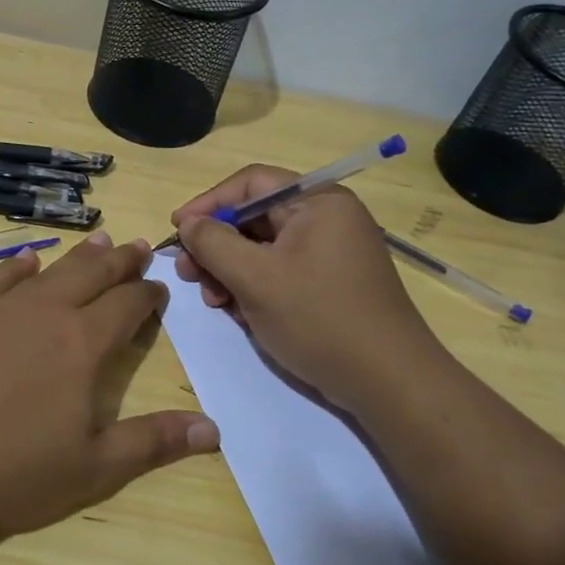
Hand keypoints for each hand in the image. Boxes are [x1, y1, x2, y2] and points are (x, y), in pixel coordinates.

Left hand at [0, 231, 217, 535]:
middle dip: (121, 260)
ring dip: (79, 255)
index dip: (149, 294)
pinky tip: (27, 260)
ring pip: (51, 269)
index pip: (128, 305)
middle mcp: (46, 312)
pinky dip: (19, 265)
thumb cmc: (9, 471)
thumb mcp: (92, 468)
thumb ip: (153, 443)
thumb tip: (214, 429)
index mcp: (83, 343)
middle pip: (93, 274)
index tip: (160, 287)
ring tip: (100, 240)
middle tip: (139, 245)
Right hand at [171, 166, 440, 413]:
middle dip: (216, 245)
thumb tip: (189, 223)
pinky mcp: (330, 284)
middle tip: (187, 274)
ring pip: (263, 249)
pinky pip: (280, 272)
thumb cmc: (319, 319)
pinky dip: (254, 287)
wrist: (388, 382)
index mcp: (317, 202)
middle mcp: (327, 219)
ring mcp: (330, 253)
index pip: (251, 183)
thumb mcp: (256, 278)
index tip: (177, 230)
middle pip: (255, 217)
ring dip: (230, 270)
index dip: (208, 203)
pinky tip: (238, 313)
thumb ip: (214, 243)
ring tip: (213, 301)